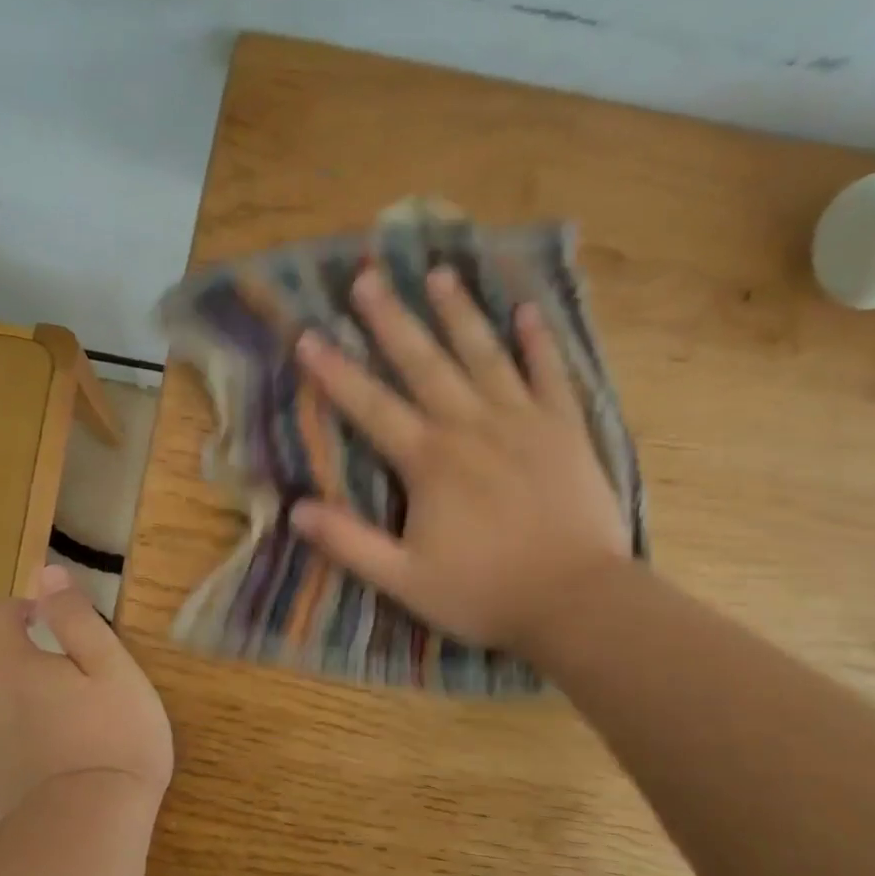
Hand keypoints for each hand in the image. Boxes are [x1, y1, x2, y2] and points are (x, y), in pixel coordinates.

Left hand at [0, 565, 172, 825]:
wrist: (86, 828)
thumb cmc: (112, 736)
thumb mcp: (110, 666)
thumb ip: (76, 617)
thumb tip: (47, 574)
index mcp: (8, 665)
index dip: (19, 608)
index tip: (47, 616)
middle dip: (2, 645)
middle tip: (44, 653)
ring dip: (5, 689)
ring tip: (52, 704)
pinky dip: (8, 730)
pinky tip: (43, 749)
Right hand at [291, 266, 629, 657]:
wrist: (578, 602)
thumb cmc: (485, 592)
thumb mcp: (404, 580)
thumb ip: (349, 543)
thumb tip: (295, 509)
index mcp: (429, 461)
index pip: (371, 406)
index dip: (335, 371)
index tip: (307, 335)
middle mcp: (471, 427)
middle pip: (424, 363)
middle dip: (391, 319)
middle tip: (368, 277)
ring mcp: (523, 422)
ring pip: (485, 355)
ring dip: (459, 312)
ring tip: (439, 273)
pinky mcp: (565, 430)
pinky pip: (550, 374)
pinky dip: (538, 342)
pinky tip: (527, 311)